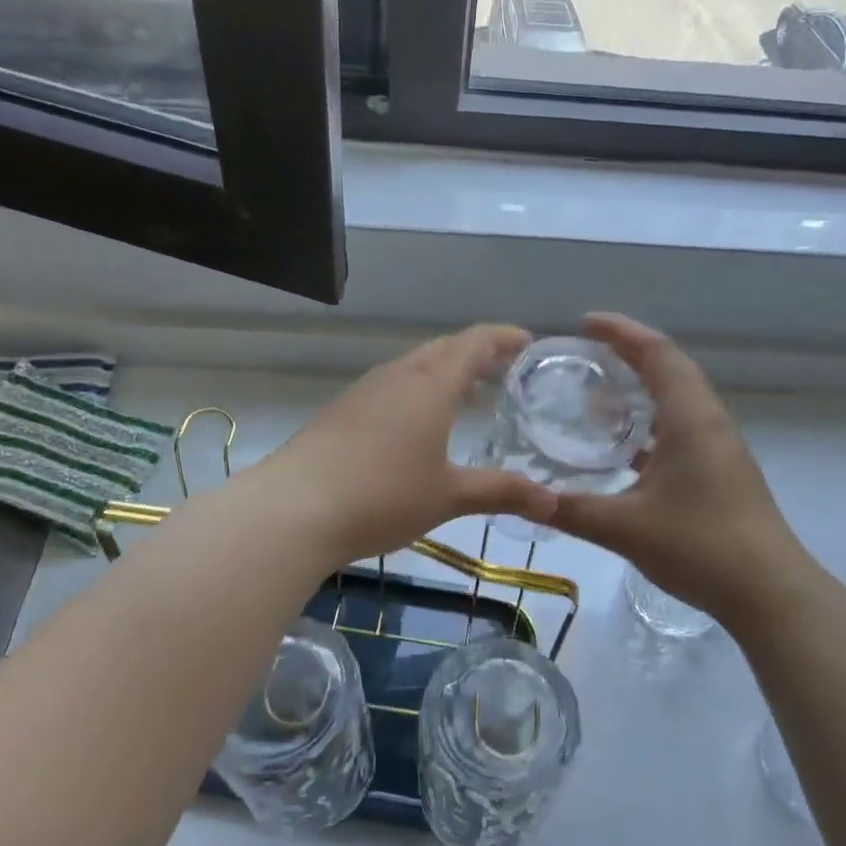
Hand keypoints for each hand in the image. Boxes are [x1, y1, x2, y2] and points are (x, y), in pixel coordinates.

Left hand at [261, 325, 558, 566]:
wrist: (294, 508)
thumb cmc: (382, 496)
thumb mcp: (448, 496)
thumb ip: (501, 492)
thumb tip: (552, 503)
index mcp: (430, 385)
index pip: (474, 342)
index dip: (503, 337)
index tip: (528, 342)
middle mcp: (397, 376)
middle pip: (443, 350)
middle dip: (477, 355)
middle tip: (505, 373)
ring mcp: (364, 391)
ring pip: (414, 368)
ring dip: (445, 374)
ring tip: (469, 399)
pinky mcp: (341, 411)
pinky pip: (391, 387)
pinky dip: (418, 392)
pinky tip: (418, 427)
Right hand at [551, 314, 810, 625]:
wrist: (769, 593)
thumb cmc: (700, 546)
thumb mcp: (625, 528)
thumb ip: (571, 510)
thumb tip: (523, 498)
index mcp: (691, 417)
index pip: (657, 353)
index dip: (621, 331)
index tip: (585, 323)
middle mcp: (708, 421)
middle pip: (669, 368)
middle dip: (628, 354)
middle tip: (584, 354)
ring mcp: (718, 447)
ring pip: (677, 400)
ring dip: (641, 389)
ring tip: (598, 398)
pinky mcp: (720, 471)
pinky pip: (681, 428)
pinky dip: (650, 423)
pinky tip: (624, 449)